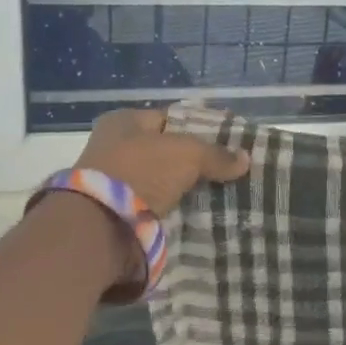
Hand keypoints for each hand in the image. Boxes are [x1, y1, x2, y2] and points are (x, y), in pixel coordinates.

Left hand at [76, 108, 249, 217]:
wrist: (100, 225)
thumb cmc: (139, 172)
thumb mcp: (185, 154)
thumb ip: (215, 155)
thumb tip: (245, 158)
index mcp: (123, 121)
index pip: (169, 119)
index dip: (199, 128)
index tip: (226, 143)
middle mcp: (114, 147)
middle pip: (165, 152)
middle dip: (193, 163)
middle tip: (226, 172)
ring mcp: (113, 181)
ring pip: (161, 181)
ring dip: (183, 189)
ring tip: (218, 196)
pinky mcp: (116, 211)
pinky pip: (154, 206)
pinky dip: (172, 210)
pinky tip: (196, 215)